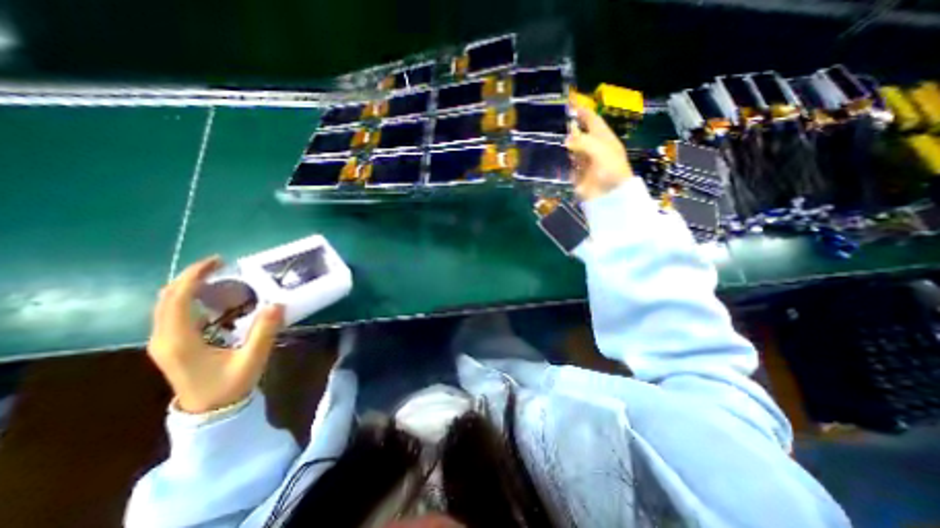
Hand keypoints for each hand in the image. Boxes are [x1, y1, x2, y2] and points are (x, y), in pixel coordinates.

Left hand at [147, 257, 284, 413]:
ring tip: (220, 278)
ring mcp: (164, 342)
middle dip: (192, 277)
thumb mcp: (251, 359)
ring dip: (190, 286)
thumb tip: (277, 303)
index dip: (195, 276)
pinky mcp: (171, 344)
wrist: (208, 413)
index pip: (177, 299)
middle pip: (168, 297)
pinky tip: (214, 298)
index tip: (218, 262)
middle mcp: (164, 338)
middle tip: (221, 266)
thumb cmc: (229, 387)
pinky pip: (174, 312)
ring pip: (168, 304)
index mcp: (180, 341)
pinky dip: (190, 298)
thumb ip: (264, 331)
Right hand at [560, 92, 633, 199]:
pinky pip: (567, 164)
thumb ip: (583, 142)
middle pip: (580, 134)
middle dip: (570, 127)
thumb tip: (566, 139)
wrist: (609, 196)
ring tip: (549, 136)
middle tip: (554, 121)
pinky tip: (551, 155)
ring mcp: (584, 162)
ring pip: (572, 149)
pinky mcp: (577, 174)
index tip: (571, 104)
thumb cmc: (610, 170)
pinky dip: (560, 160)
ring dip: (564, 144)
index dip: (583, 112)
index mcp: (603, 139)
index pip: (593, 120)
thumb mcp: (600, 150)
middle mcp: (593, 148)